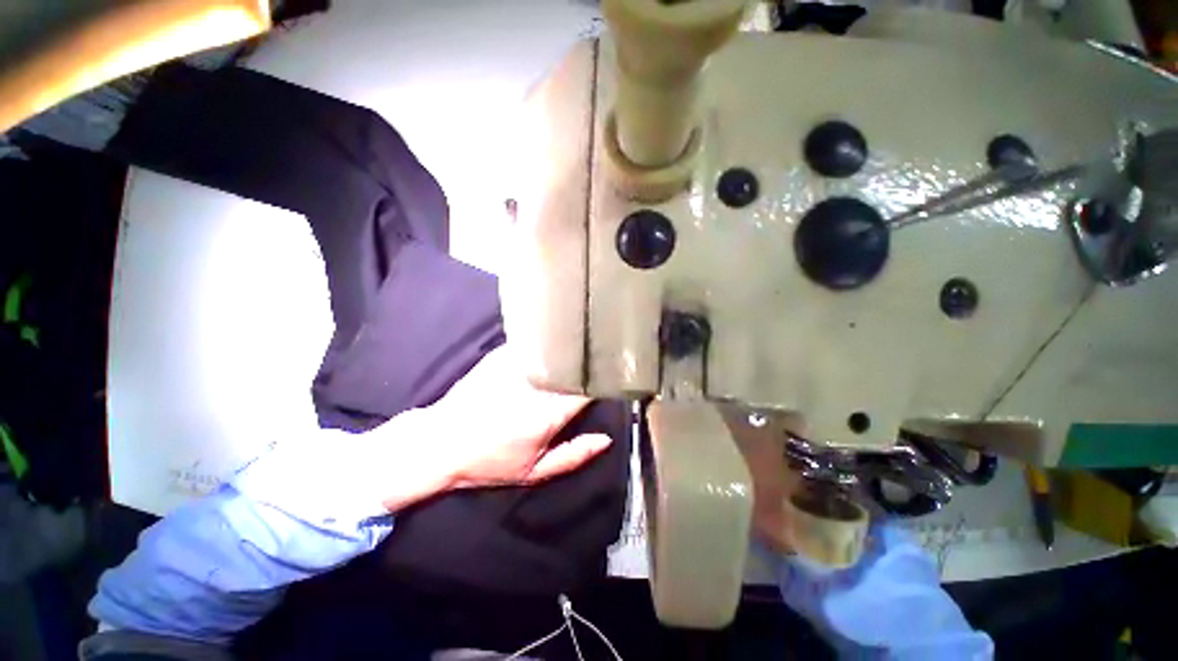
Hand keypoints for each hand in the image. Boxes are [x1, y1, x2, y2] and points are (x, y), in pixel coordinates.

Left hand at [378, 346, 612, 510]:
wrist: (440, 442)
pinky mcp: (501, 356)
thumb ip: (573, 455)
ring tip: (575, 357)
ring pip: (554, 353)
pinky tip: (549, 352)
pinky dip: (545, 351)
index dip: (600, 384)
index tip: (609, 382)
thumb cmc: (489, 462)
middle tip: (595, 369)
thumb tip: (605, 440)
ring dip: (566, 357)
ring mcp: (517, 366)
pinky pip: (533, 348)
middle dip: (585, 368)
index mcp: (548, 413)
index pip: (586, 390)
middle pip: (573, 367)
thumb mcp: (533, 471)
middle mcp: (536, 384)